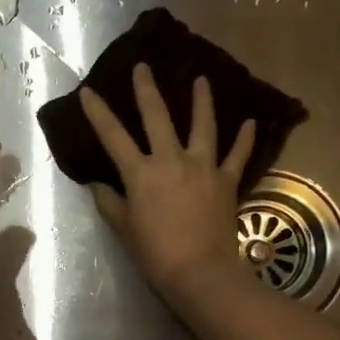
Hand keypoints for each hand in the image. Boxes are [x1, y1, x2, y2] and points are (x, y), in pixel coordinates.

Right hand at [80, 65, 257, 301]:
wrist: (201, 272)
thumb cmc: (156, 254)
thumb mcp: (125, 230)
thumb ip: (111, 203)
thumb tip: (99, 185)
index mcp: (141, 173)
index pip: (113, 137)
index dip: (99, 113)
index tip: (88, 91)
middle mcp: (172, 160)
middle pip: (158, 117)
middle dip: (147, 90)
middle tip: (144, 66)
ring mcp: (203, 168)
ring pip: (203, 126)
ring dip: (202, 101)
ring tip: (202, 79)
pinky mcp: (227, 181)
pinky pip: (237, 156)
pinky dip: (245, 139)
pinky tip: (251, 122)